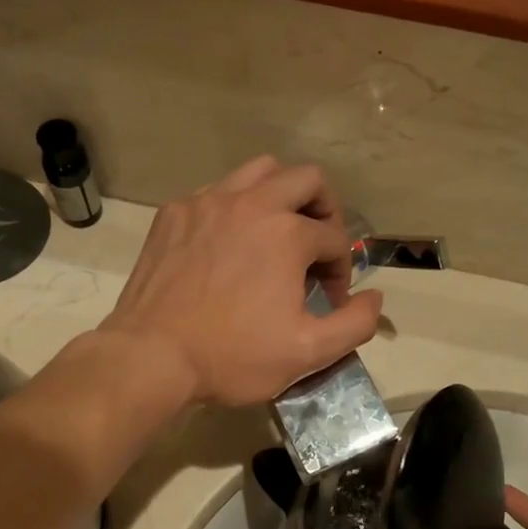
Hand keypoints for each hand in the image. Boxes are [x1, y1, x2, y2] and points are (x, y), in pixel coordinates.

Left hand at [101, 157, 382, 407]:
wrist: (151, 357)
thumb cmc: (233, 357)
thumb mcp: (308, 352)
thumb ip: (356, 323)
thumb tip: (376, 298)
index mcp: (287, 233)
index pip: (335, 238)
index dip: (342, 270)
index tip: (330, 300)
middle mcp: (251, 203)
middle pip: (306, 179)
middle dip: (324, 210)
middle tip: (317, 247)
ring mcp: (207, 202)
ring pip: (258, 171)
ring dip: (280, 195)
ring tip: (278, 232)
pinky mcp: (174, 213)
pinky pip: (215, 191)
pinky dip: (234, 207)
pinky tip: (228, 243)